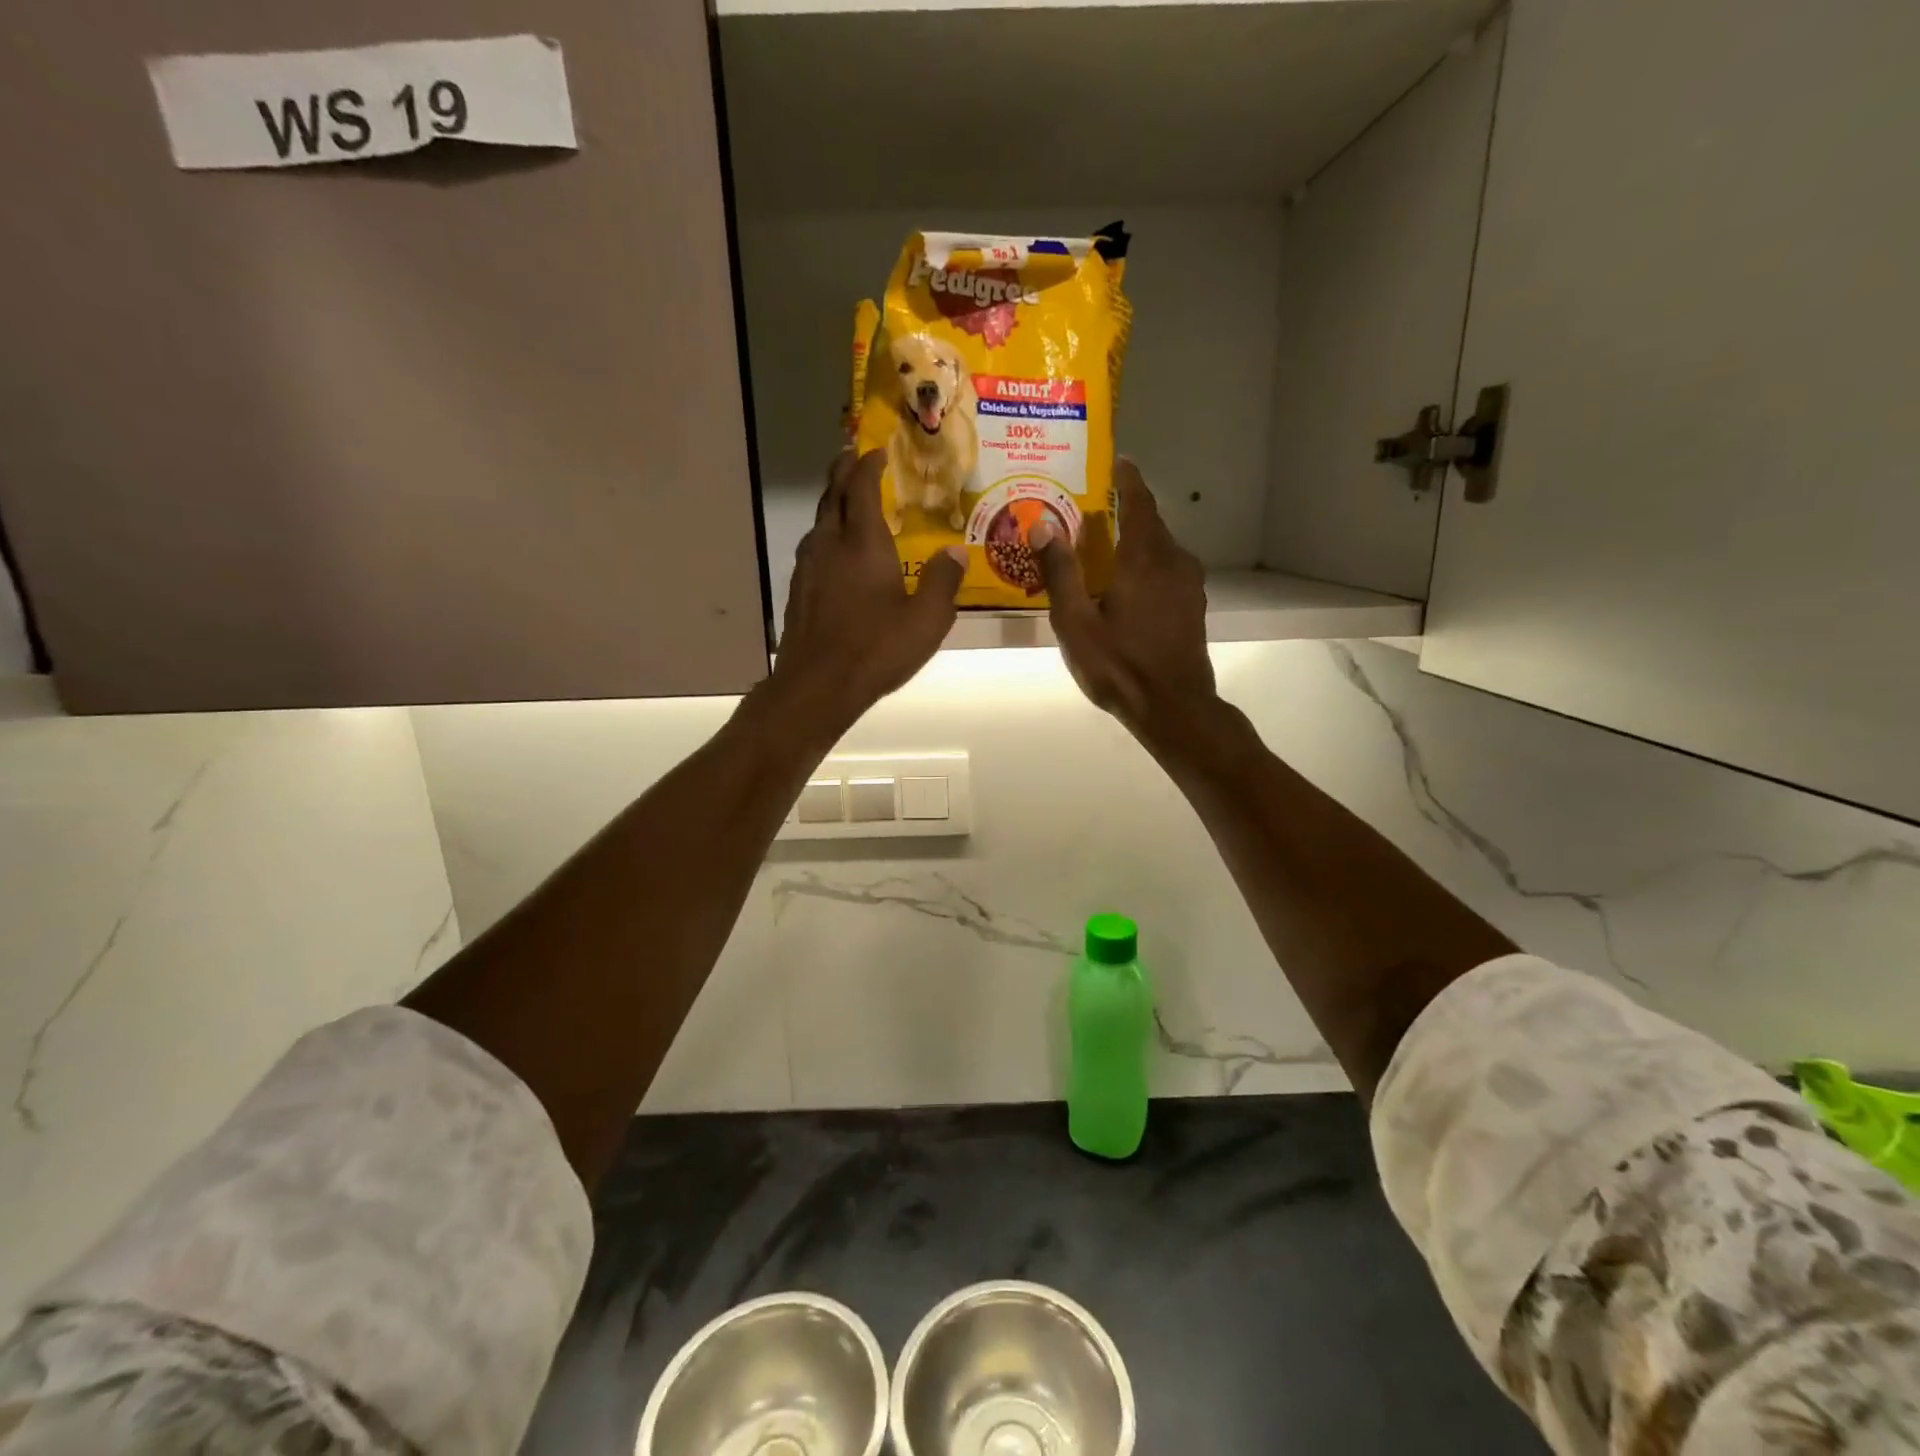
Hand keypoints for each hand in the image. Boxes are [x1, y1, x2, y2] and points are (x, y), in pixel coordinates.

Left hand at [769, 449, 965, 732]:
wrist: (818, 685)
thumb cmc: (876, 649)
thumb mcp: (926, 620)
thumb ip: (942, 582)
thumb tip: (956, 553)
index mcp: (863, 542)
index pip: (862, 487)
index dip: (869, 465)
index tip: (877, 450)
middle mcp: (830, 544)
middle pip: (833, 495)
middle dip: (843, 471)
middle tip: (854, 457)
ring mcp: (808, 567)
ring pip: (820, 521)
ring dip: (833, 503)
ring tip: (847, 501)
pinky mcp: (798, 590)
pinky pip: (813, 548)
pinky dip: (827, 534)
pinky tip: (835, 553)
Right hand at [1031, 460, 1215, 747]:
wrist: (1173, 707)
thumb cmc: (1119, 664)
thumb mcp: (1076, 622)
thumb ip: (1060, 572)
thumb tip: (1042, 524)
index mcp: (1144, 557)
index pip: (1139, 501)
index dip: (1128, 478)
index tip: (1118, 460)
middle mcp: (1173, 561)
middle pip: (1150, 524)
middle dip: (1125, 511)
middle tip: (1093, 510)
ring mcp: (1188, 584)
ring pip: (1160, 549)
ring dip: (1136, 541)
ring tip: (1106, 547)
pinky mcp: (1192, 606)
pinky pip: (1167, 570)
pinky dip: (1147, 565)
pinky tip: (1127, 583)